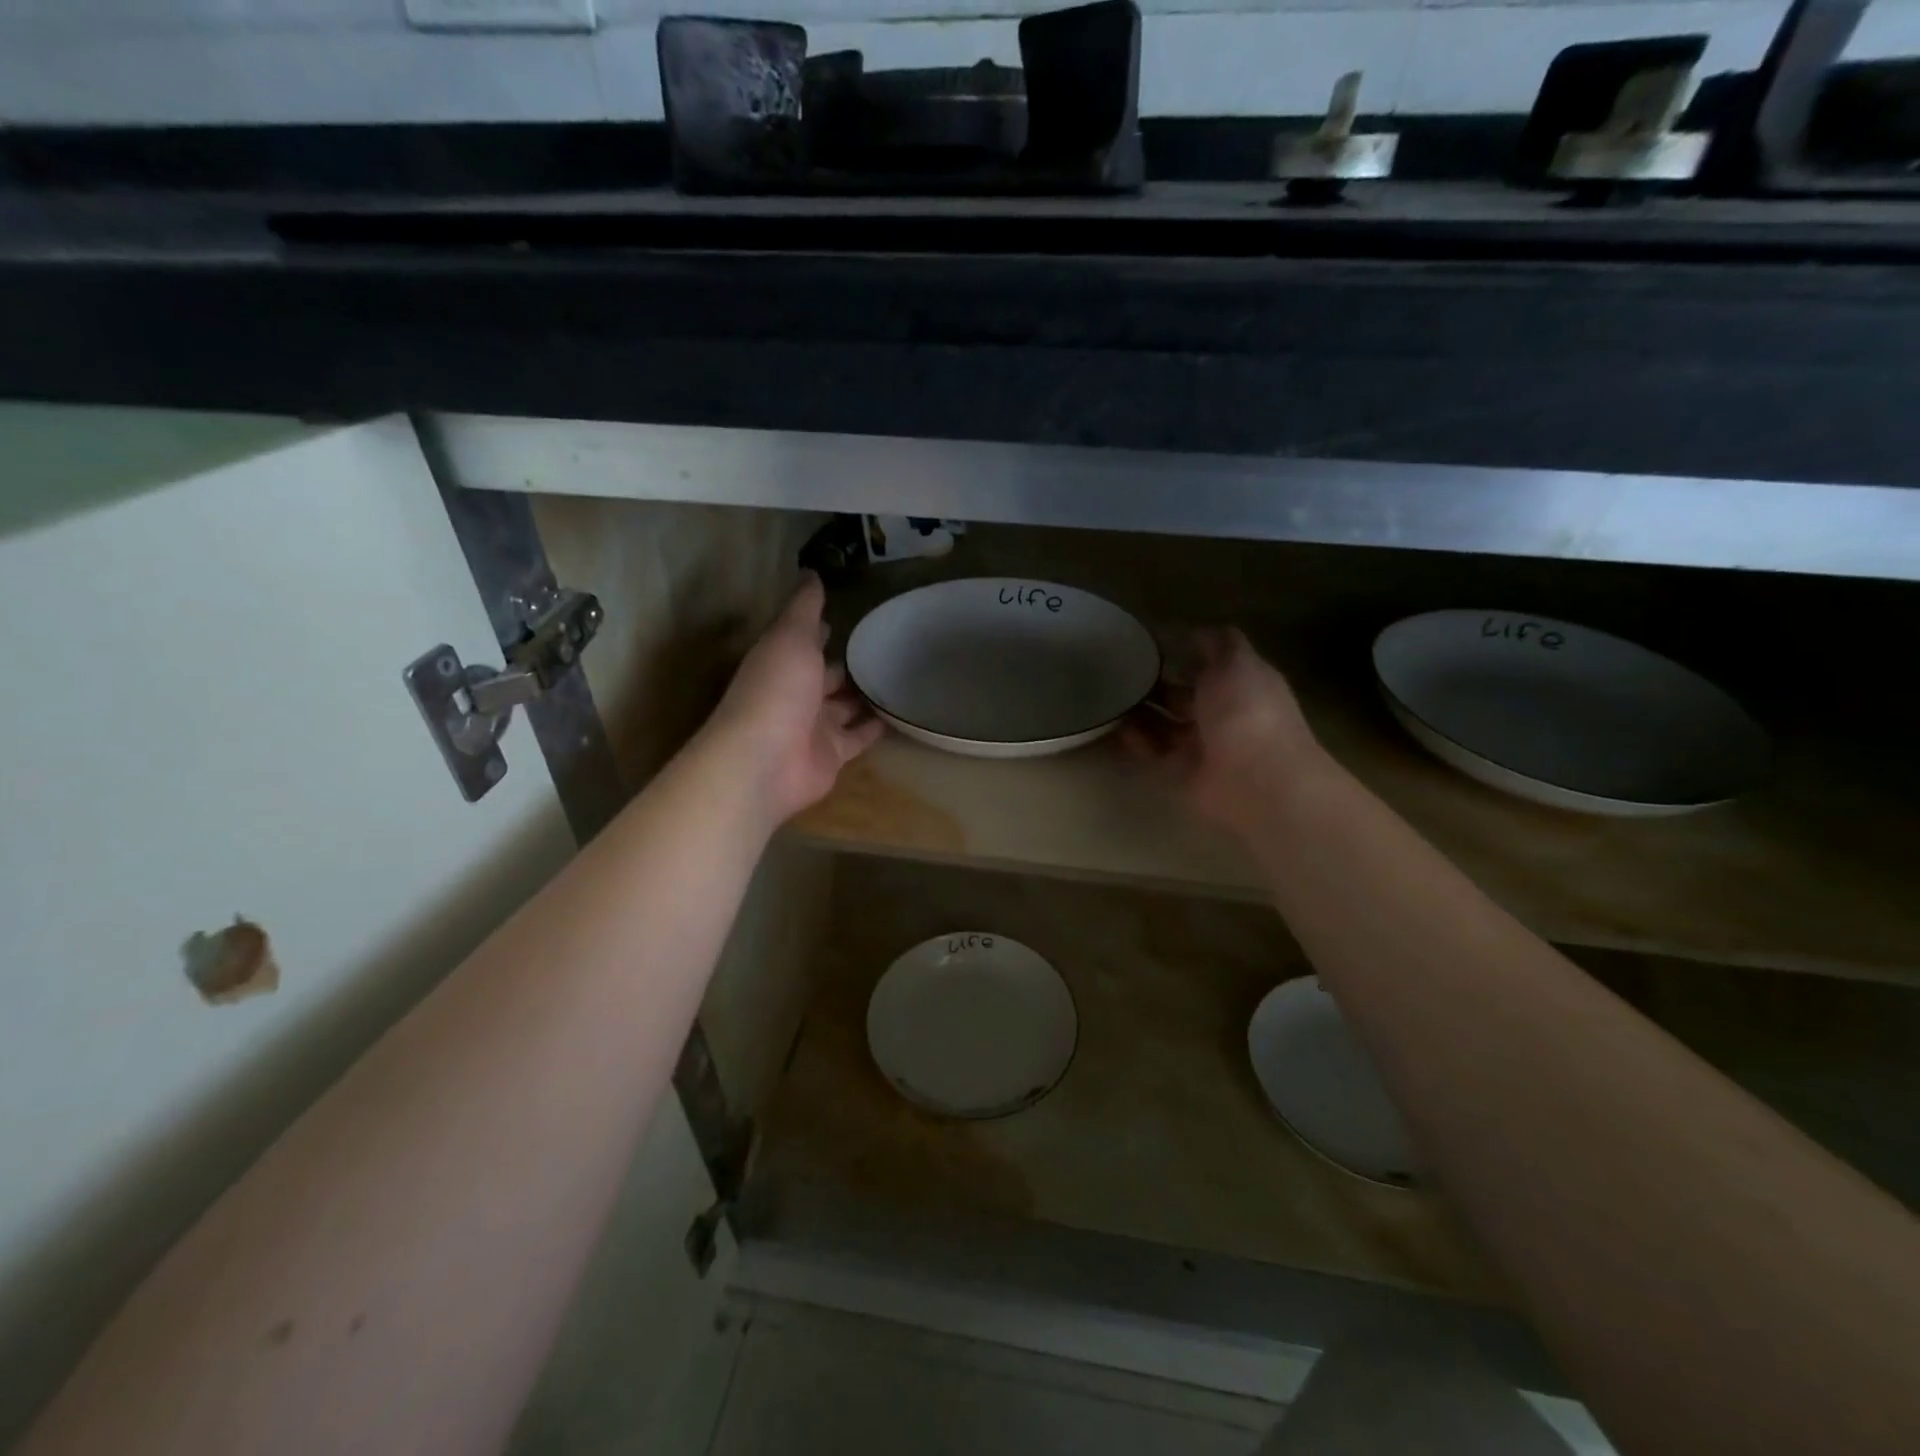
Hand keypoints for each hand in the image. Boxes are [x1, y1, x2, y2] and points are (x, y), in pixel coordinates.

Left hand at [702, 572, 883, 827]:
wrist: (767, 761)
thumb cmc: (776, 690)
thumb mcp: (790, 637)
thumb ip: (804, 609)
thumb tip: (811, 573)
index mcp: (780, 662)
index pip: (804, 642)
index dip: (821, 630)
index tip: (848, 615)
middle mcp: (796, 693)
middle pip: (826, 676)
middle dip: (847, 664)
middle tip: (885, 648)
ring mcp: (814, 726)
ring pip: (844, 707)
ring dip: (864, 695)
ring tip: (898, 677)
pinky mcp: (832, 755)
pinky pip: (858, 736)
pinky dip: (876, 727)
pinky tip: (900, 713)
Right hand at [1123, 628, 1323, 835]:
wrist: (1256, 780)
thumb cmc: (1248, 712)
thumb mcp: (1236, 662)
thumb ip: (1216, 643)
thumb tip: (1195, 630)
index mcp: (1240, 686)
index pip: (1209, 665)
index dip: (1182, 652)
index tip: (1146, 639)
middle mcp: (1220, 716)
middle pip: (1181, 696)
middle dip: (1153, 682)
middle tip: (1116, 666)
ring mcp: (1199, 748)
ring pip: (1162, 725)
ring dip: (1138, 711)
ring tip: (1105, 692)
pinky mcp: (1178, 774)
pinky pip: (1150, 753)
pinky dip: (1132, 740)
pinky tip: (1110, 723)